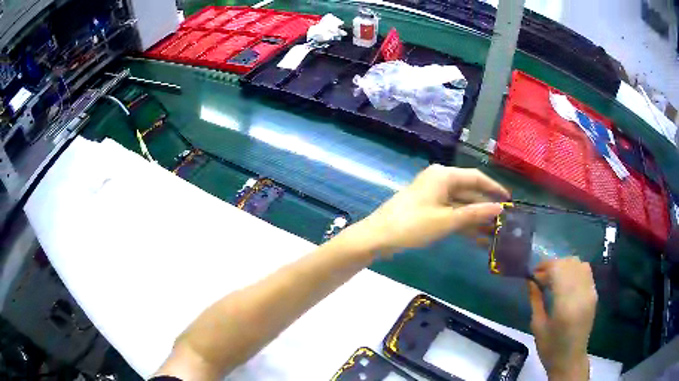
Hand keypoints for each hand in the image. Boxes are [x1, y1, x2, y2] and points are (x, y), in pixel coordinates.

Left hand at [343, 164, 509, 256]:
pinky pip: (451, 213)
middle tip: (504, 222)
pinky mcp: (429, 209)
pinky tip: (477, 239)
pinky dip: (463, 224)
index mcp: (444, 175)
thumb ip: (475, 213)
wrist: (378, 237)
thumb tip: (499, 207)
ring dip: (476, 219)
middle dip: (486, 208)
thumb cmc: (413, 225)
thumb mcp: (447, 220)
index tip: (509, 200)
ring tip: (495, 234)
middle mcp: (440, 181)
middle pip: (469, 192)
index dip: (494, 188)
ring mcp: (433, 195)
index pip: (476, 178)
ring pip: (461, 205)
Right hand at [529, 257, 596, 380]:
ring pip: (579, 263)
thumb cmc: (550, 347)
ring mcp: (590, 292)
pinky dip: (574, 270)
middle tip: (541, 277)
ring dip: (565, 266)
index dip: (544, 266)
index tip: (533, 274)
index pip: (558, 269)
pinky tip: (566, 282)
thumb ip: (535, 300)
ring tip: (554, 278)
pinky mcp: (594, 294)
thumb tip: (530, 280)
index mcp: (565, 304)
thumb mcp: (538, 326)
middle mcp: (581, 293)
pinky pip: (586, 271)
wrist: (570, 359)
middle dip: (553, 265)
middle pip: (569, 263)